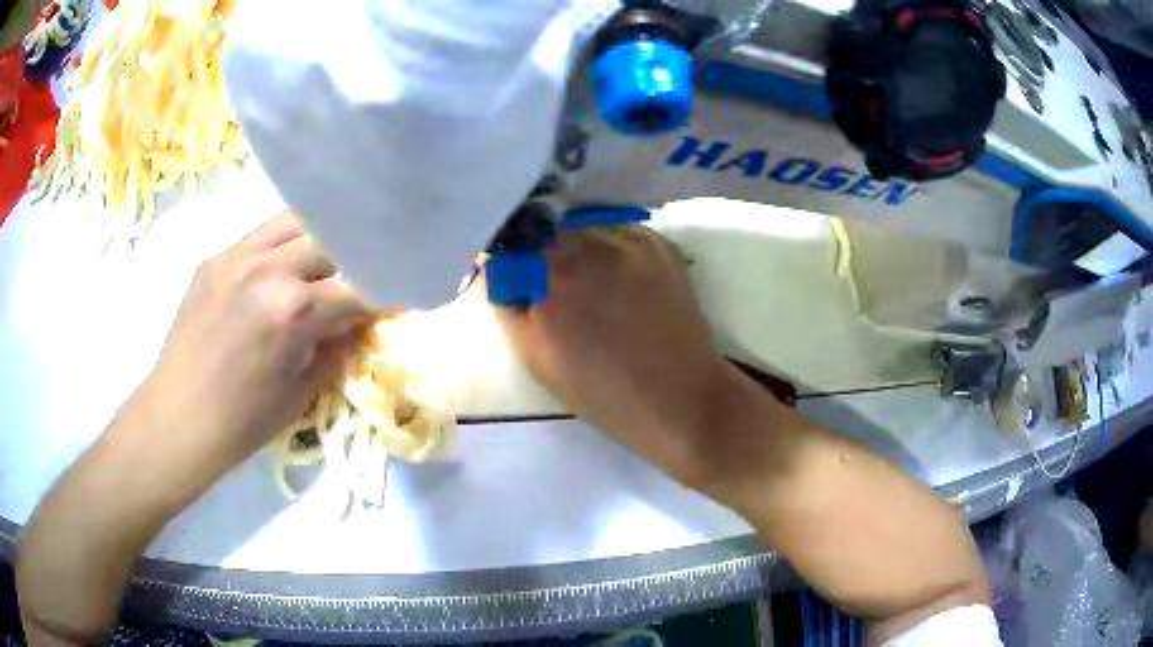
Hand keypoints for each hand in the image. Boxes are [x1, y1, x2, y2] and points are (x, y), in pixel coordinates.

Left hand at [16, 211, 370, 644]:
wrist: (178, 418)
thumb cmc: (242, 422)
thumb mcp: (300, 393)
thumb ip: (334, 349)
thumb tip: (356, 325)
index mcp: (293, 310)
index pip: (356, 288)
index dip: (378, 297)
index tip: (389, 303)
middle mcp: (268, 269)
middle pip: (330, 241)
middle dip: (349, 263)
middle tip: (349, 287)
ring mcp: (237, 256)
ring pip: (294, 223)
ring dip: (315, 242)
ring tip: (316, 268)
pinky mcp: (215, 258)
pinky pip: (259, 236)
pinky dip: (279, 247)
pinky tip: (276, 273)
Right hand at [498, 226, 732, 485]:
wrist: (679, 398)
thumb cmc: (602, 391)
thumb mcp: (538, 358)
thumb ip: (511, 309)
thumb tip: (498, 275)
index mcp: (553, 277)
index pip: (514, 245)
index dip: (511, 261)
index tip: (515, 278)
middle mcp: (590, 246)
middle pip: (549, 233)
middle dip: (543, 256)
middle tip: (555, 289)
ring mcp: (630, 241)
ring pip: (586, 231)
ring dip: (579, 250)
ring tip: (593, 286)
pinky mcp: (660, 245)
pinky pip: (620, 234)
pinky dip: (613, 251)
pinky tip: (622, 281)